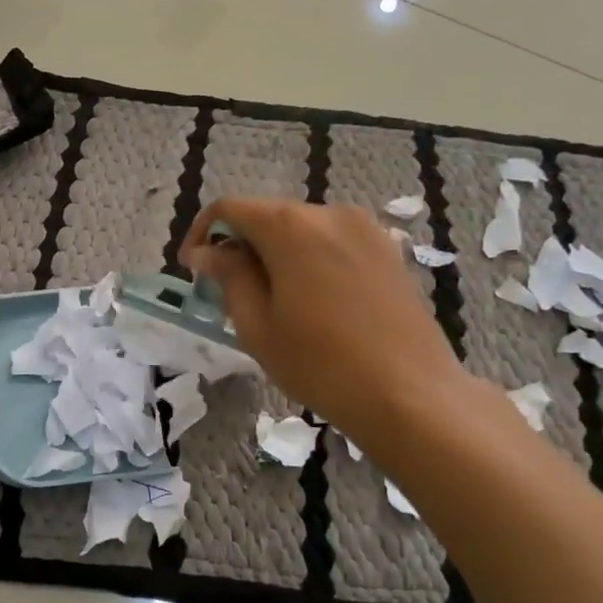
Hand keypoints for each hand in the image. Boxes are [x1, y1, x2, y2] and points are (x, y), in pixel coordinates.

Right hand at [182, 198, 471, 441]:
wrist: (410, 394)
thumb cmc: (321, 364)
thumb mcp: (257, 325)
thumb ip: (229, 276)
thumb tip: (207, 251)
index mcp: (290, 227)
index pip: (230, 208)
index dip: (202, 233)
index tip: (192, 268)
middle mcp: (329, 213)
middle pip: (268, 216)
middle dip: (240, 246)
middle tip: (227, 291)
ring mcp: (365, 229)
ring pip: (301, 230)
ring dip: (275, 254)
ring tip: (270, 301)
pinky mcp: (388, 250)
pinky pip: (332, 243)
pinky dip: (308, 260)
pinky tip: (311, 301)